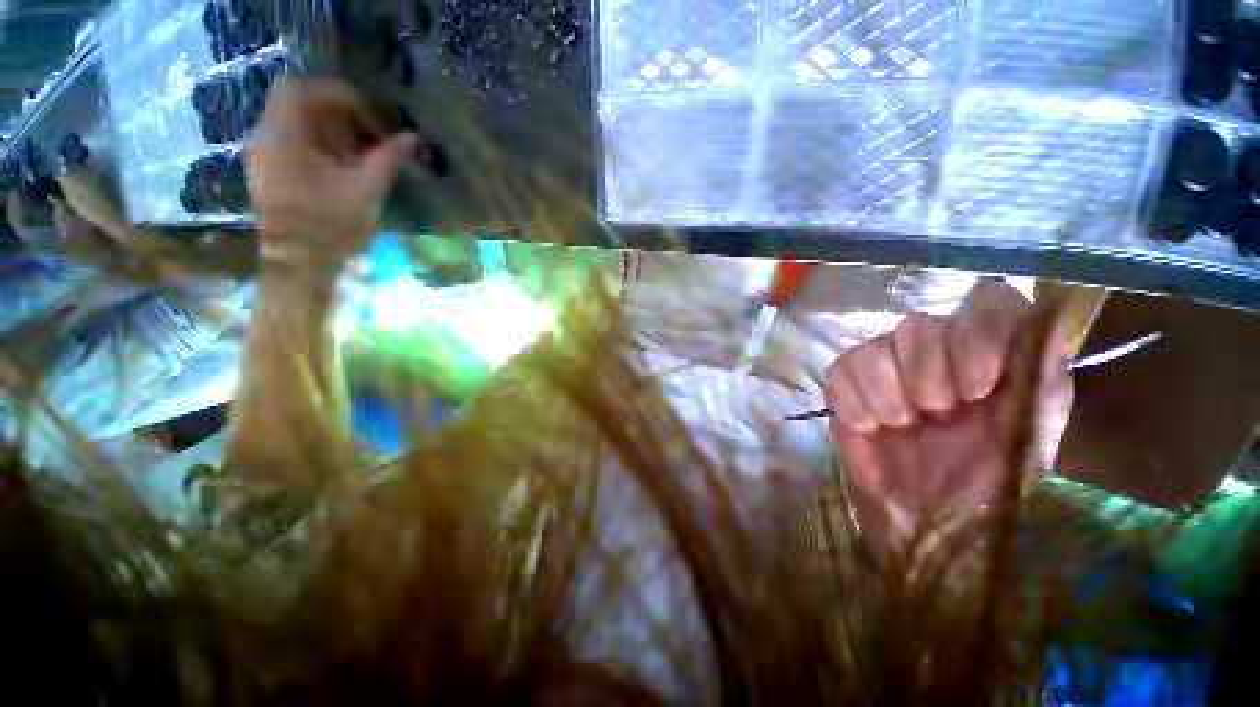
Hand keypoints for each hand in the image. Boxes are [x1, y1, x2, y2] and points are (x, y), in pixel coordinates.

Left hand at [247, 79, 416, 268]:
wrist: (301, 265)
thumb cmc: (331, 229)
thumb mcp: (365, 191)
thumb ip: (387, 159)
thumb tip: (412, 137)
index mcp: (281, 138)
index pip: (301, 90)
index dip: (338, 94)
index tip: (370, 115)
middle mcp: (266, 138)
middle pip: (300, 104)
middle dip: (340, 114)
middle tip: (372, 134)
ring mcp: (265, 154)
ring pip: (299, 123)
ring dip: (334, 130)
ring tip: (365, 152)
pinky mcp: (272, 170)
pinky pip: (297, 142)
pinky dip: (324, 145)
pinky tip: (347, 165)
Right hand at [823, 280, 1072, 550]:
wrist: (924, 520)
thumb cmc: (984, 486)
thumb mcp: (1031, 438)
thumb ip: (1043, 383)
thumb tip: (1045, 328)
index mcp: (986, 360)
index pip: (984, 310)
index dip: (976, 339)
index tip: (976, 390)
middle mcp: (935, 355)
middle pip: (918, 325)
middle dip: (925, 371)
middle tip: (936, 414)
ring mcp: (885, 369)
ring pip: (874, 346)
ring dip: (887, 389)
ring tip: (900, 424)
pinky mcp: (847, 387)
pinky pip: (840, 371)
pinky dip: (853, 399)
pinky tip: (870, 426)